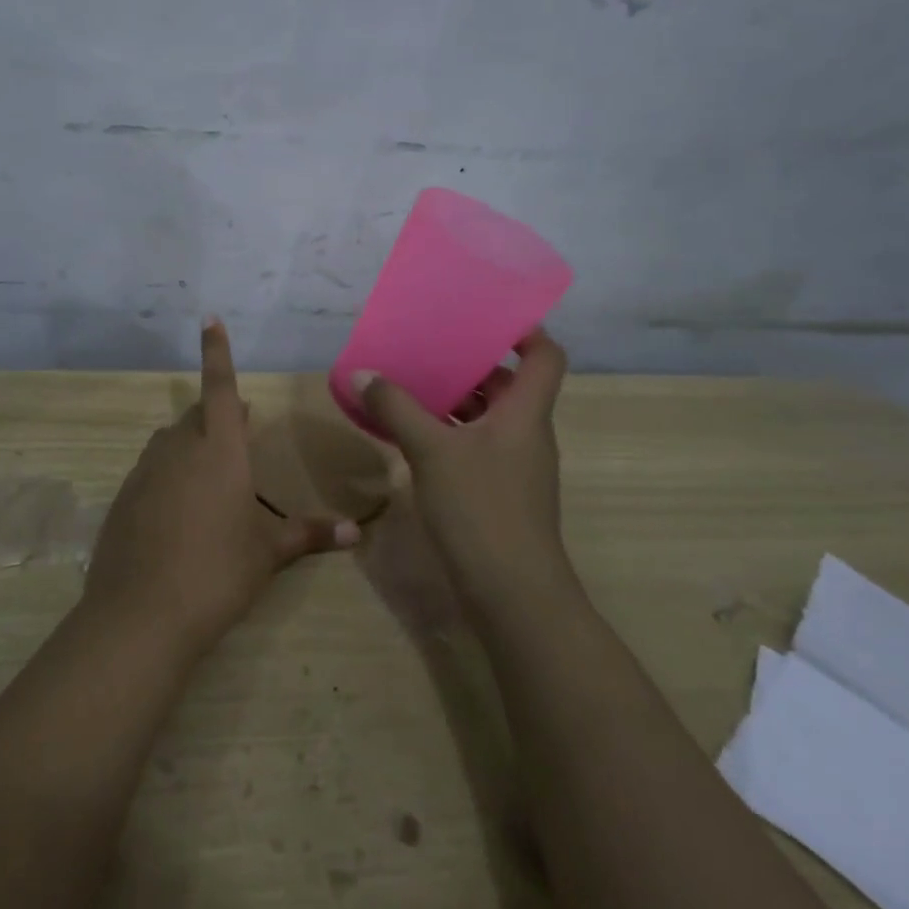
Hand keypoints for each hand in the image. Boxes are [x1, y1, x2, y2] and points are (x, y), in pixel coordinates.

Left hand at [83, 319, 358, 658]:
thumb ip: (309, 534)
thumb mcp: (267, 553)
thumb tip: (358, 531)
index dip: (217, 352)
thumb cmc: (217, 573)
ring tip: (211, 472)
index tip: (209, 318)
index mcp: (219, 449)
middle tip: (239, 427)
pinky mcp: (124, 496)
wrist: (141, 614)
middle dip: (218, 415)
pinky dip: (168, 474)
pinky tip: (177, 511)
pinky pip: (152, 470)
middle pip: (198, 416)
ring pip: (172, 442)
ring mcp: (146, 470)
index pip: (220, 387)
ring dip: (192, 445)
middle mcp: (179, 448)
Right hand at [354, 330, 570, 606]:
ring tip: (409, 384)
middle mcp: (526, 433)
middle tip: (428, 347)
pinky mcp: (497, 492)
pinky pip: (474, 445)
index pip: (545, 356)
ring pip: (487, 417)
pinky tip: (410, 434)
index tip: (484, 315)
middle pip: (507, 384)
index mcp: (525, 413)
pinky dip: (447, 432)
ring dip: (454, 399)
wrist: (512, 594)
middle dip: (470, 363)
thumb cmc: (481, 508)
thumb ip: (396, 408)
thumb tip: (363, 372)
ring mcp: (513, 465)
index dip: (523, 330)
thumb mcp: (431, 451)